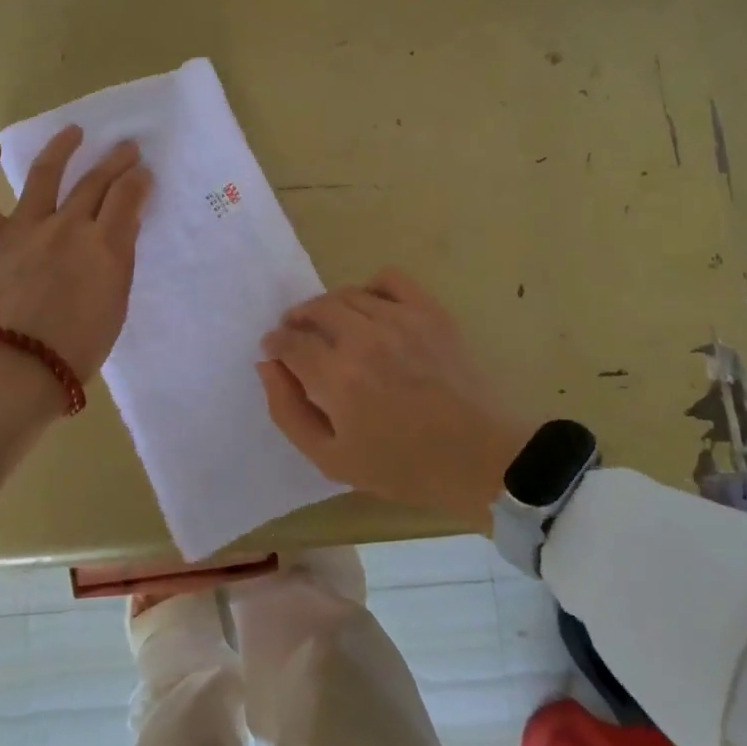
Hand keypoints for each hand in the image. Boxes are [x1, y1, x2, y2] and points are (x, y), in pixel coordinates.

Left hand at [0, 126, 152, 384]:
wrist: (20, 370)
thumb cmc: (78, 347)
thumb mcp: (116, 303)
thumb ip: (120, 259)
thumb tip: (123, 225)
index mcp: (104, 244)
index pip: (128, 195)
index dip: (139, 180)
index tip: (144, 174)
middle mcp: (67, 225)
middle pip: (96, 180)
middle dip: (115, 161)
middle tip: (126, 149)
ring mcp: (25, 227)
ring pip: (45, 173)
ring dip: (62, 148)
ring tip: (73, 132)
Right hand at [258, 268, 532, 526]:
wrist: (479, 458)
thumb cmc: (402, 466)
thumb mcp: (331, 459)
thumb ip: (288, 411)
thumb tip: (267, 366)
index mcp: (337, 377)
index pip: (289, 341)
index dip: (275, 344)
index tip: (276, 352)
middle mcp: (364, 338)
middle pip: (314, 309)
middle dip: (297, 321)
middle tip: (299, 338)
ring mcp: (400, 320)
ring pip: (347, 294)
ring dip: (329, 307)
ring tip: (333, 328)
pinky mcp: (430, 312)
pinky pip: (390, 279)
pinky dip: (371, 288)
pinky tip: (371, 310)